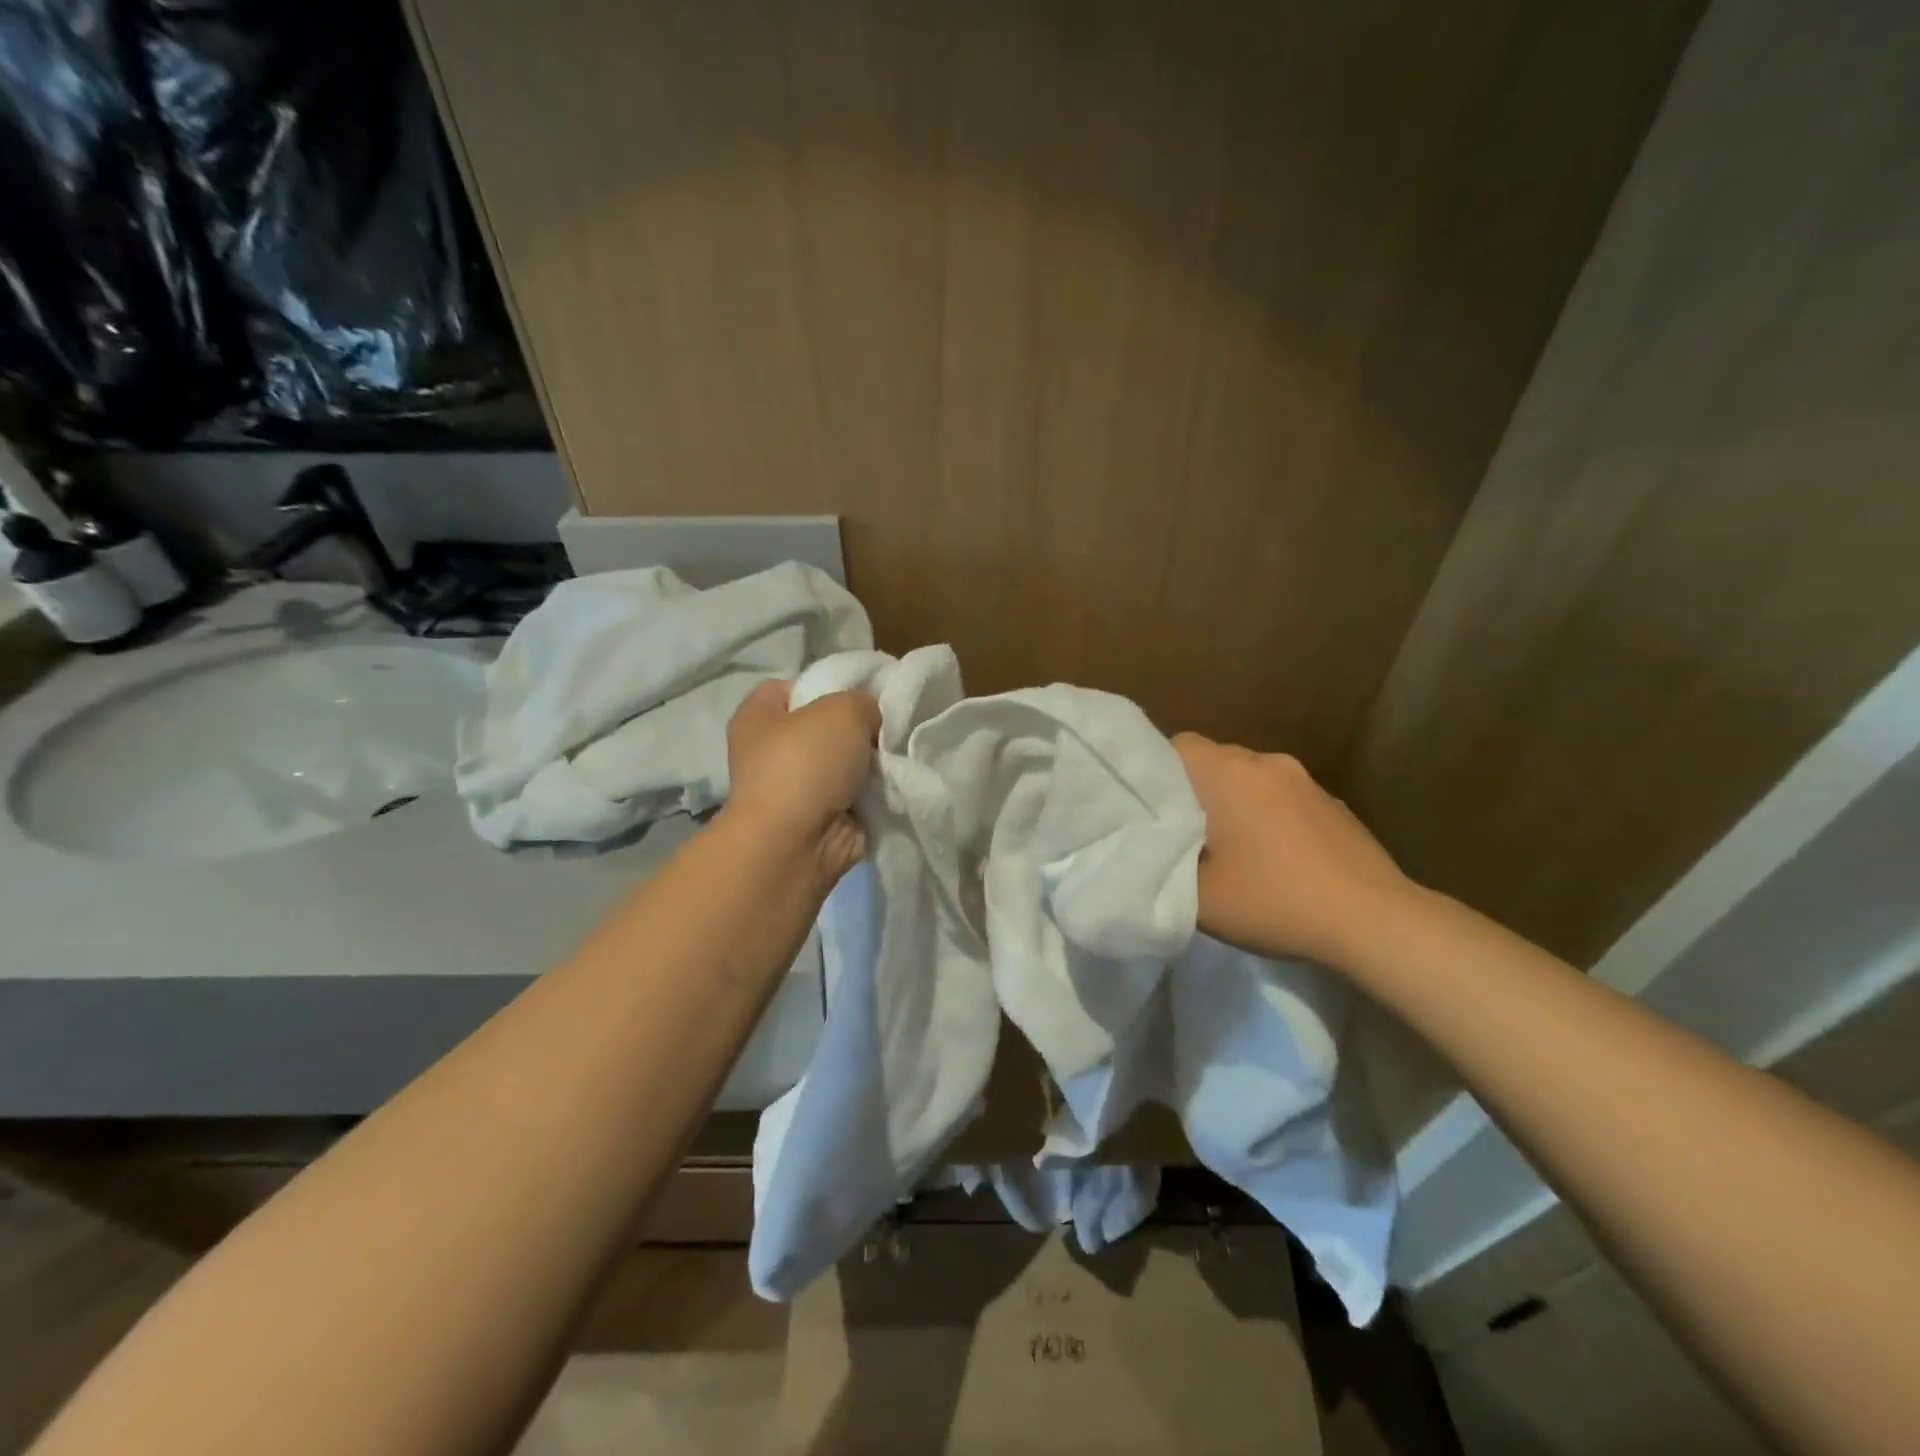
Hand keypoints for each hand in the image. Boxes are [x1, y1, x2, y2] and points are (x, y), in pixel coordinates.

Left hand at [724, 680, 880, 883]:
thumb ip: (863, 702)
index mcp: (757, 716)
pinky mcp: (818, 817)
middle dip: (856, 728)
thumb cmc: (806, 763)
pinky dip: (872, 794)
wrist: (797, 843)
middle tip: (886, 728)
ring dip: (867, 764)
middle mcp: (769, 750)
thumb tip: (869, 722)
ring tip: (894, 758)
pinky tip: (893, 785)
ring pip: (842, 763)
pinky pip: (854, 795)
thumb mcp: (844, 709)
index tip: (860, 695)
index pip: (792, 687)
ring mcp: (793, 788)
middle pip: (823, 727)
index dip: (827, 685)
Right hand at [1174, 733, 1412, 966]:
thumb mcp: (1197, 898)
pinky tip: (1274, 859)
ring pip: (1249, 779)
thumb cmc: (1274, 900)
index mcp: (1228, 773)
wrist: (1374, 921)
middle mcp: (1266, 763)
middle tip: (1181, 835)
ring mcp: (1305, 781)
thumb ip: (1161, 867)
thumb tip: (1152, 850)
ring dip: (1233, 804)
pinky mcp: (1333, 803)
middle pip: (1213, 761)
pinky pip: (1283, 798)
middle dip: (1193, 791)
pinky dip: (1268, 817)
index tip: (1148, 810)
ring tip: (1228, 849)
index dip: (1155, 773)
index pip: (1175, 746)